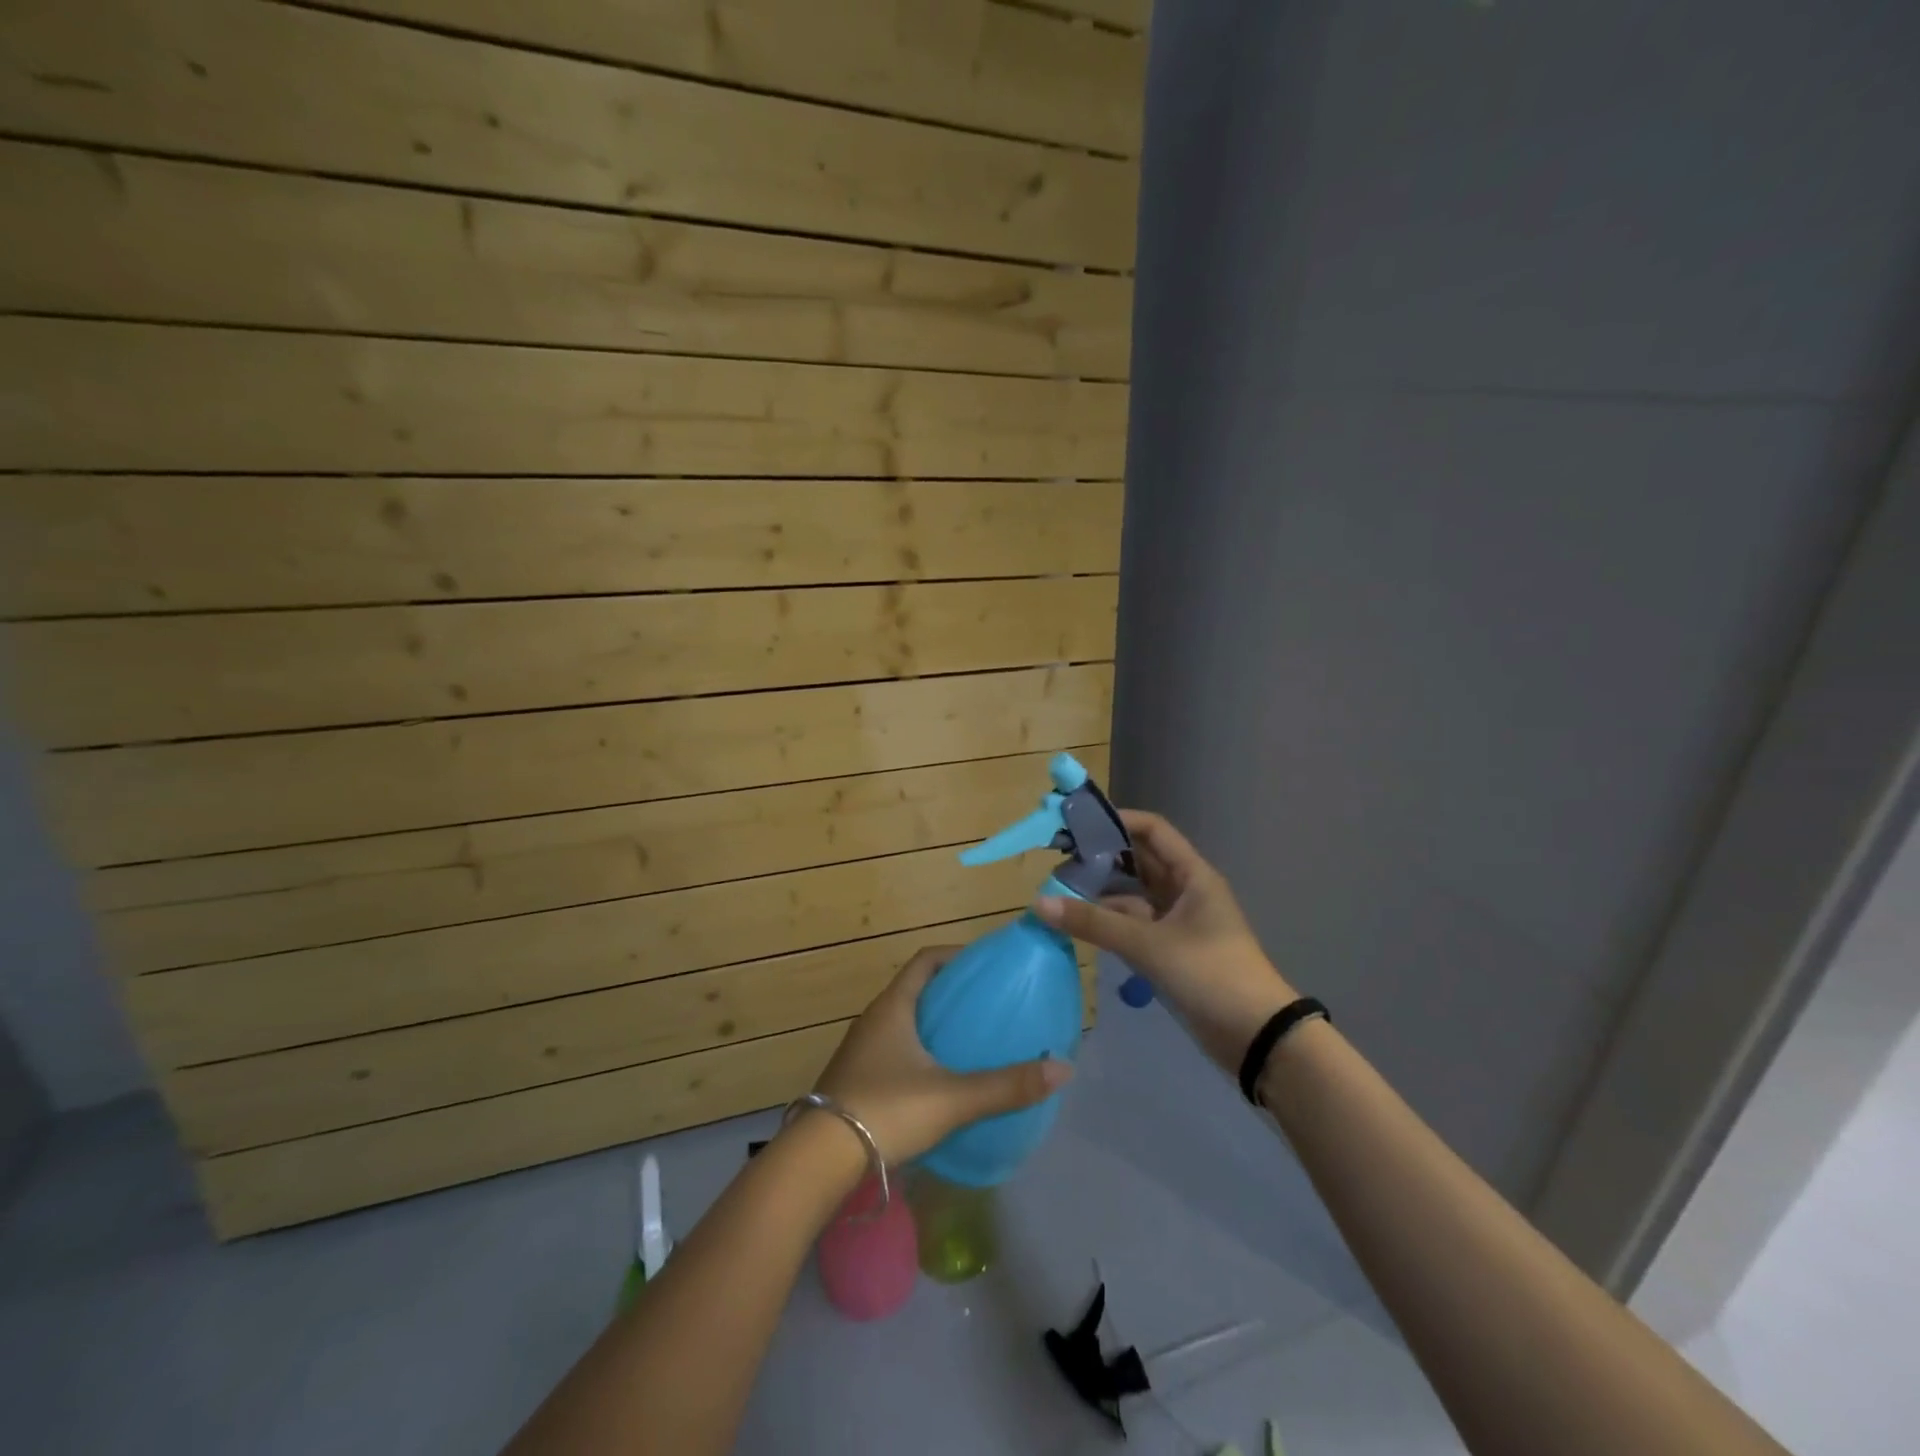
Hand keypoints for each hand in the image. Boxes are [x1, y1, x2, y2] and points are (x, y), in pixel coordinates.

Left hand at [811, 946, 1072, 1164]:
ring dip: (932, 1025)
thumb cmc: (886, 1111)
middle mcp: (873, 1020)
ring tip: (969, 1042)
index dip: (956, 956)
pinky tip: (938, 1081)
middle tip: (987, 1007)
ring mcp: (860, 1051)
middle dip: (950, 993)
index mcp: (893, 1007)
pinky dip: (918, 1053)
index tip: (986, 967)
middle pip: (915, 990)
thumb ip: (1006, 1085)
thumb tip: (1063, 1068)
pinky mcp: (855, 1080)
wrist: (818, 1161)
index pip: (926, 961)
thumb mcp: (952, 1098)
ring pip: (902, 1023)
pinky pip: (893, 1051)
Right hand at [1034, 809, 1296, 1072]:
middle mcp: (1185, 891)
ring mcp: (1178, 922)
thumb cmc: (1209, 974)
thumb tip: (1039, 903)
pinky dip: (1109, 922)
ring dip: (1101, 892)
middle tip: (1057, 858)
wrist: (1257, 1037)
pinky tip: (1079, 924)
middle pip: (1139, 861)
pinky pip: (1134, 925)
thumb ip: (1093, 923)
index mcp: (1192, 875)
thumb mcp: (1148, 945)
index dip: (1118, 821)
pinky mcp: (1171, 950)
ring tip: (1058, 890)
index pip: (1152, 830)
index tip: (1077, 824)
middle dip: (1101, 857)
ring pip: (1133, 895)